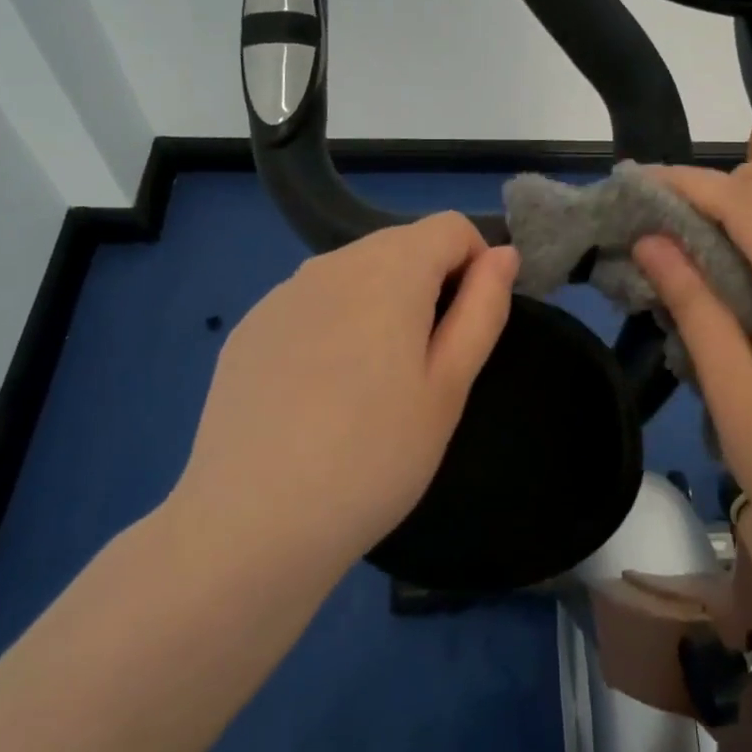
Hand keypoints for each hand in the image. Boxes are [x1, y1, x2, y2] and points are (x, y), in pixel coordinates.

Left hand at [162, 214, 517, 587]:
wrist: (252, 524)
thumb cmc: (375, 457)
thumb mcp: (450, 386)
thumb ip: (482, 308)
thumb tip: (502, 254)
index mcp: (389, 271)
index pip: (450, 227)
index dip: (474, 265)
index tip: (468, 326)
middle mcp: (331, 264)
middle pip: (400, 245)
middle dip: (428, 283)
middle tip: (424, 365)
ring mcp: (282, 294)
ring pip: (354, 272)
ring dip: (380, 302)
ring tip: (372, 382)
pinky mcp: (249, 327)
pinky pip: (312, 302)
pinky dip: (334, 323)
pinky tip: (320, 391)